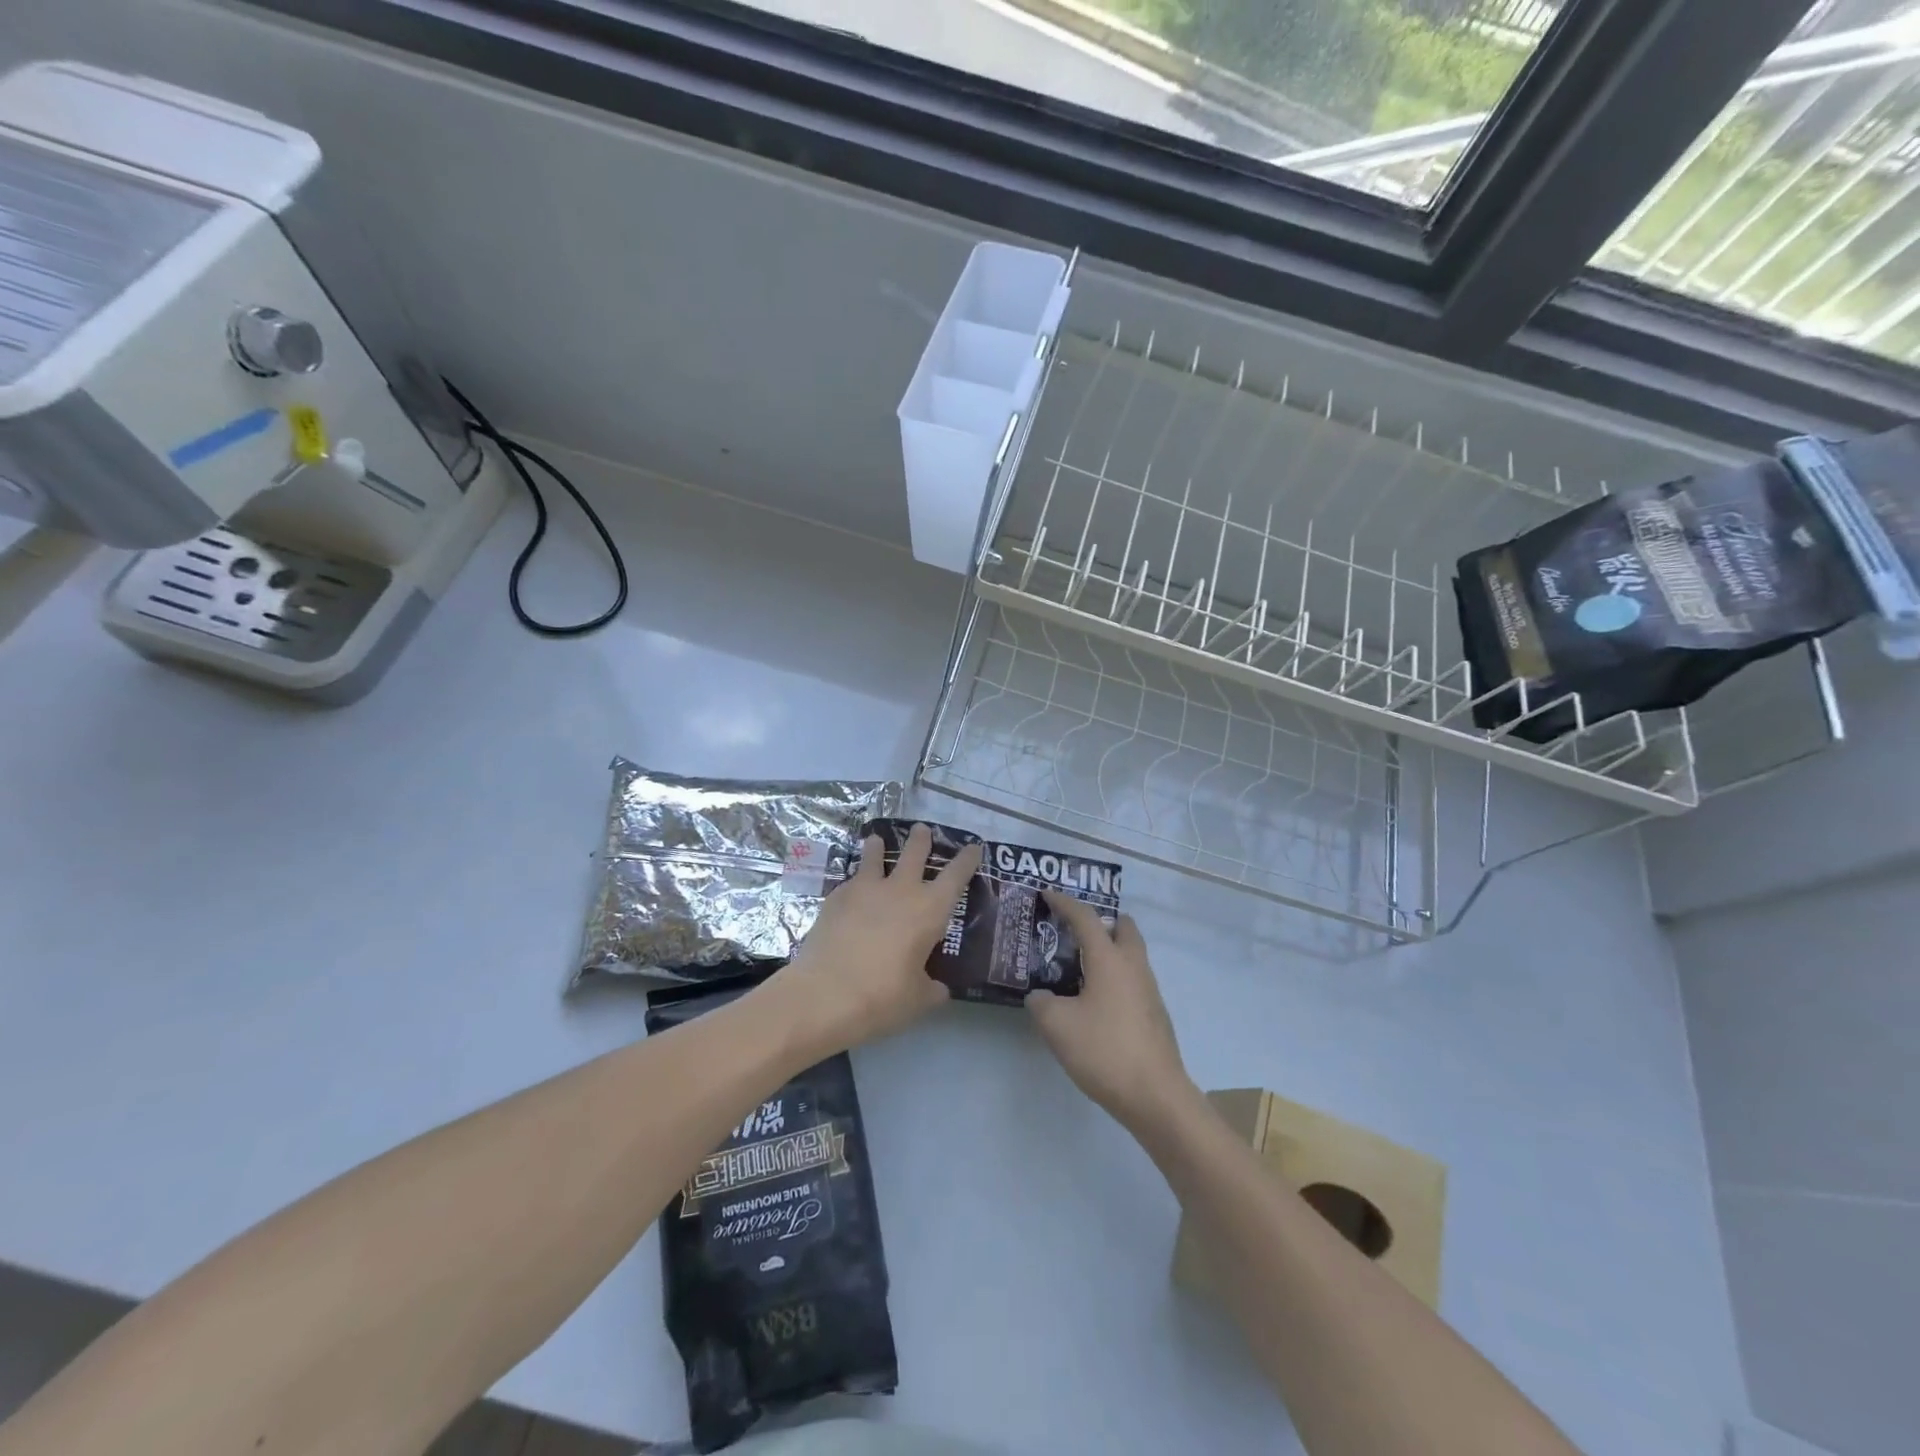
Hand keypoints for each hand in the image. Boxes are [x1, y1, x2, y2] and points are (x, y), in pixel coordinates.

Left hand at [769, 823, 980, 1052]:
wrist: (824, 994)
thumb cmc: (882, 997)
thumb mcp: (918, 999)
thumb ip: (932, 988)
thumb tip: (938, 988)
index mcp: (930, 910)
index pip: (956, 875)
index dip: (966, 859)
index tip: (973, 847)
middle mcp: (900, 890)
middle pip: (915, 852)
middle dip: (921, 839)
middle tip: (921, 830)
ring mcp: (865, 890)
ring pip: (875, 857)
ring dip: (878, 847)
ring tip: (876, 840)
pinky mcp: (835, 898)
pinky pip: (851, 881)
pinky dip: (855, 882)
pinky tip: (851, 891)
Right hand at [1028, 892, 1194, 1129]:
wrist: (1156, 1096)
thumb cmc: (1104, 1050)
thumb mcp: (1056, 1026)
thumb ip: (1041, 1004)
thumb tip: (1040, 996)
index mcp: (1109, 959)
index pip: (1086, 917)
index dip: (1064, 903)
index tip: (1047, 894)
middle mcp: (1133, 966)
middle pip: (1122, 928)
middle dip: (1100, 921)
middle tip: (1074, 930)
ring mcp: (1149, 990)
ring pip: (1130, 954)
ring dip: (1107, 950)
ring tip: (1078, 966)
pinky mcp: (1154, 1014)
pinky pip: (1132, 979)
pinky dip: (1114, 976)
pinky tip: (1094, 1000)